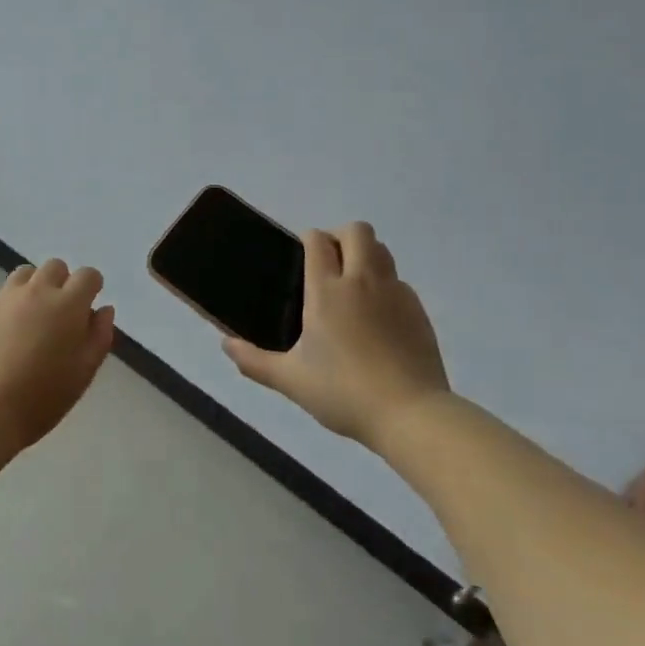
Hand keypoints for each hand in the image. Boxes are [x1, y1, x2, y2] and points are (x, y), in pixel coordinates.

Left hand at [0, 259, 115, 446]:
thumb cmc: (44, 396)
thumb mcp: (84, 371)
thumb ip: (99, 335)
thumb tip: (103, 310)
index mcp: (67, 304)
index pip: (87, 275)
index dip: (91, 287)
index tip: (87, 306)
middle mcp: (36, 291)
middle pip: (54, 267)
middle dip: (61, 283)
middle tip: (58, 315)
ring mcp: (2, 298)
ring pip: (23, 275)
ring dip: (32, 289)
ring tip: (29, 320)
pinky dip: (4, 312)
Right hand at [222, 222, 449, 444]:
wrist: (410, 414)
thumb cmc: (343, 392)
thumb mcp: (290, 380)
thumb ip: (254, 361)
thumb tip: (226, 345)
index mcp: (327, 291)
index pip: (318, 240)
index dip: (308, 240)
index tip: (300, 258)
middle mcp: (362, 281)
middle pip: (356, 231)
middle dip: (340, 236)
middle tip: (327, 264)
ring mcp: (395, 293)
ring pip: (382, 251)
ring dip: (365, 255)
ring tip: (351, 286)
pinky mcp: (418, 310)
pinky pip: (398, 282)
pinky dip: (385, 286)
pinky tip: (376, 318)